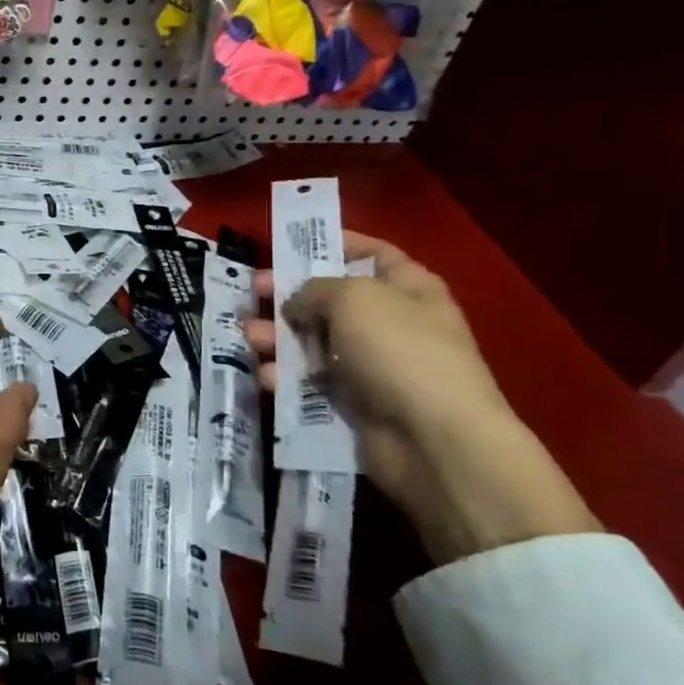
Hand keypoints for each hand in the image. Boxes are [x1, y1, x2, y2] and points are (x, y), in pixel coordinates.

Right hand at [244, 232, 599, 565]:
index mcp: (408, 288)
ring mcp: (373, 365)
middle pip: (330, 299)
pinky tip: (268, 377)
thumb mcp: (352, 297)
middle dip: (289, 294)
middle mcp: (391, 323)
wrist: (433, 441)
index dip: (335, 243)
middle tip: (254, 290)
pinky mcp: (355, 403)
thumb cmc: (399, 350)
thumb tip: (295, 305)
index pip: (372, 253)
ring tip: (249, 336)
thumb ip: (314, 289)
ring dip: (278, 337)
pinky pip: (312, 382)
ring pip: (314, 341)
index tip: (293, 243)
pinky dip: (288, 378)